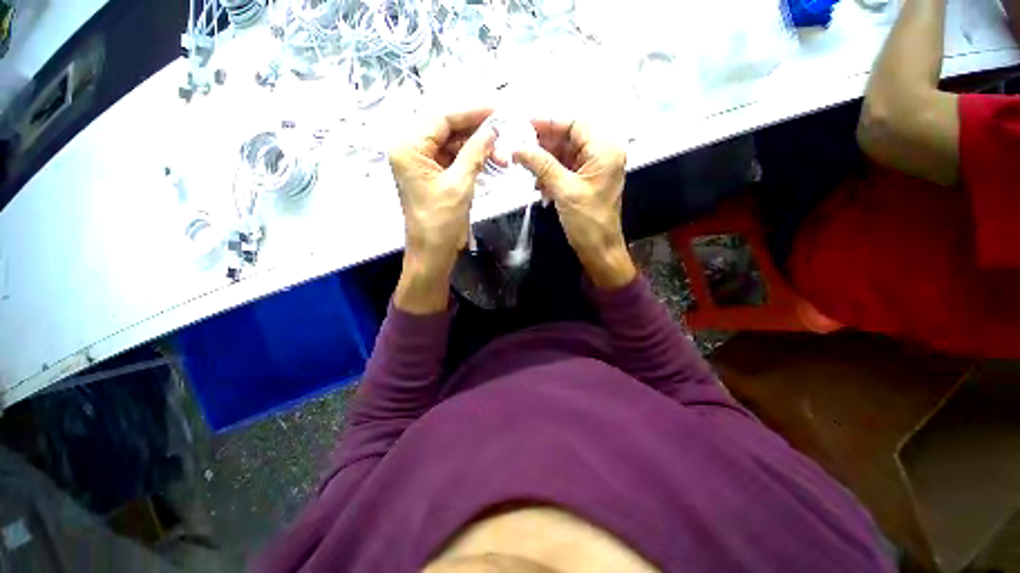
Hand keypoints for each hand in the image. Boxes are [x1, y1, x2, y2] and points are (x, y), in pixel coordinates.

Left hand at [389, 109, 495, 312]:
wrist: (433, 253)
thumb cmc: (441, 222)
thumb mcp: (460, 184)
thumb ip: (475, 153)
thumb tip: (492, 131)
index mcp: (409, 147)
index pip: (441, 118)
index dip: (471, 113)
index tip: (497, 110)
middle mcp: (411, 150)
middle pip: (447, 129)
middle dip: (476, 133)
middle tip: (503, 135)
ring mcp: (422, 163)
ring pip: (453, 145)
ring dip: (477, 149)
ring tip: (502, 156)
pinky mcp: (432, 176)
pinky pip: (453, 160)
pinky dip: (472, 160)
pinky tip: (491, 162)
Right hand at [513, 120, 635, 288]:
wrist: (599, 250)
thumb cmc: (587, 221)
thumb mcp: (564, 190)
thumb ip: (541, 165)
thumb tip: (517, 148)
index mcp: (604, 150)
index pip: (575, 124)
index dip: (549, 122)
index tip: (524, 125)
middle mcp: (602, 154)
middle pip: (569, 137)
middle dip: (544, 144)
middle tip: (520, 148)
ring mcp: (593, 168)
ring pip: (565, 154)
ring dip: (545, 161)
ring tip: (525, 167)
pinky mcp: (585, 182)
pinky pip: (565, 169)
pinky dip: (550, 174)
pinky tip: (538, 184)